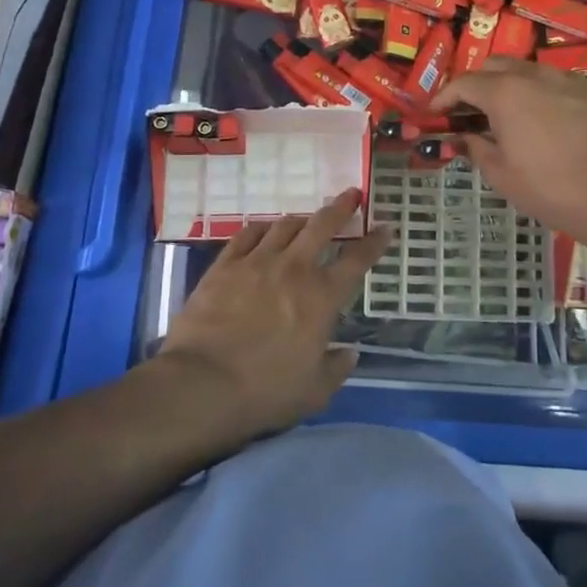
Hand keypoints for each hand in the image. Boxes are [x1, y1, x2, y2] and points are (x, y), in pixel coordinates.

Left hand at [156, 188, 390, 442]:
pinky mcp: (224, 265)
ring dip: (301, 219)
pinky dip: (261, 228)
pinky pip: (247, 234)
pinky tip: (264, 229)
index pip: (356, 260)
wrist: (202, 384)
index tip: (384, 228)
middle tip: (351, 194)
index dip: (374, 242)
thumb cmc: (265, 391)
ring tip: (305, 219)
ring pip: (285, 225)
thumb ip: (336, 368)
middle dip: (341, 207)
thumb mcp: (314, 392)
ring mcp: (257, 262)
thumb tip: (349, 352)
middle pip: (322, 225)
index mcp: (322, 297)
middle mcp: (294, 269)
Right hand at [434, 60, 586, 245]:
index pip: (464, 83)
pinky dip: (546, 95)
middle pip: (497, 65)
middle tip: (474, 113)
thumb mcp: (503, 176)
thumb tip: (466, 137)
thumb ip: (477, 149)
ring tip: (514, 117)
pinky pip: (561, 84)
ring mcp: (571, 79)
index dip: (445, 96)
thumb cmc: (553, 189)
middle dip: (479, 84)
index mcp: (506, 93)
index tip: (436, 112)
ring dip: (514, 87)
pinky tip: (553, 124)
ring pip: (532, 71)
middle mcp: (537, 75)